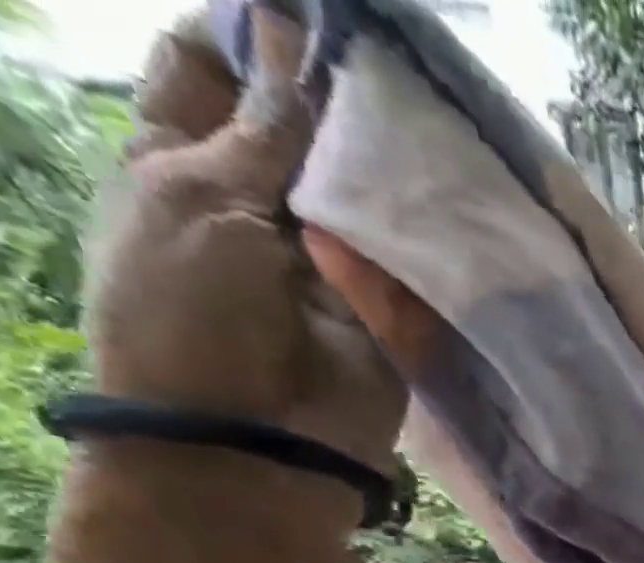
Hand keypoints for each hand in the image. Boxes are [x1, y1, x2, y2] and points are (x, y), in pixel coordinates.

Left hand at [83, 7, 402, 489]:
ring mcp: (334, 260)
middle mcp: (264, 203)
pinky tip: (458, 192)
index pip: (216, 72)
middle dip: (340, 95)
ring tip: (437, 114)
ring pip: (366, 192)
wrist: (262, 439)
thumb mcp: (200, 198)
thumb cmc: (191, 313)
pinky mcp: (391, 309)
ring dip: (393, 161)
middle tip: (394, 60)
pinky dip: (430, 229)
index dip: (254, 33)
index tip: (309, 14)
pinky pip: (412, 257)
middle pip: (304, 129)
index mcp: (185, 161)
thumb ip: (262, 131)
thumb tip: (293, 40)